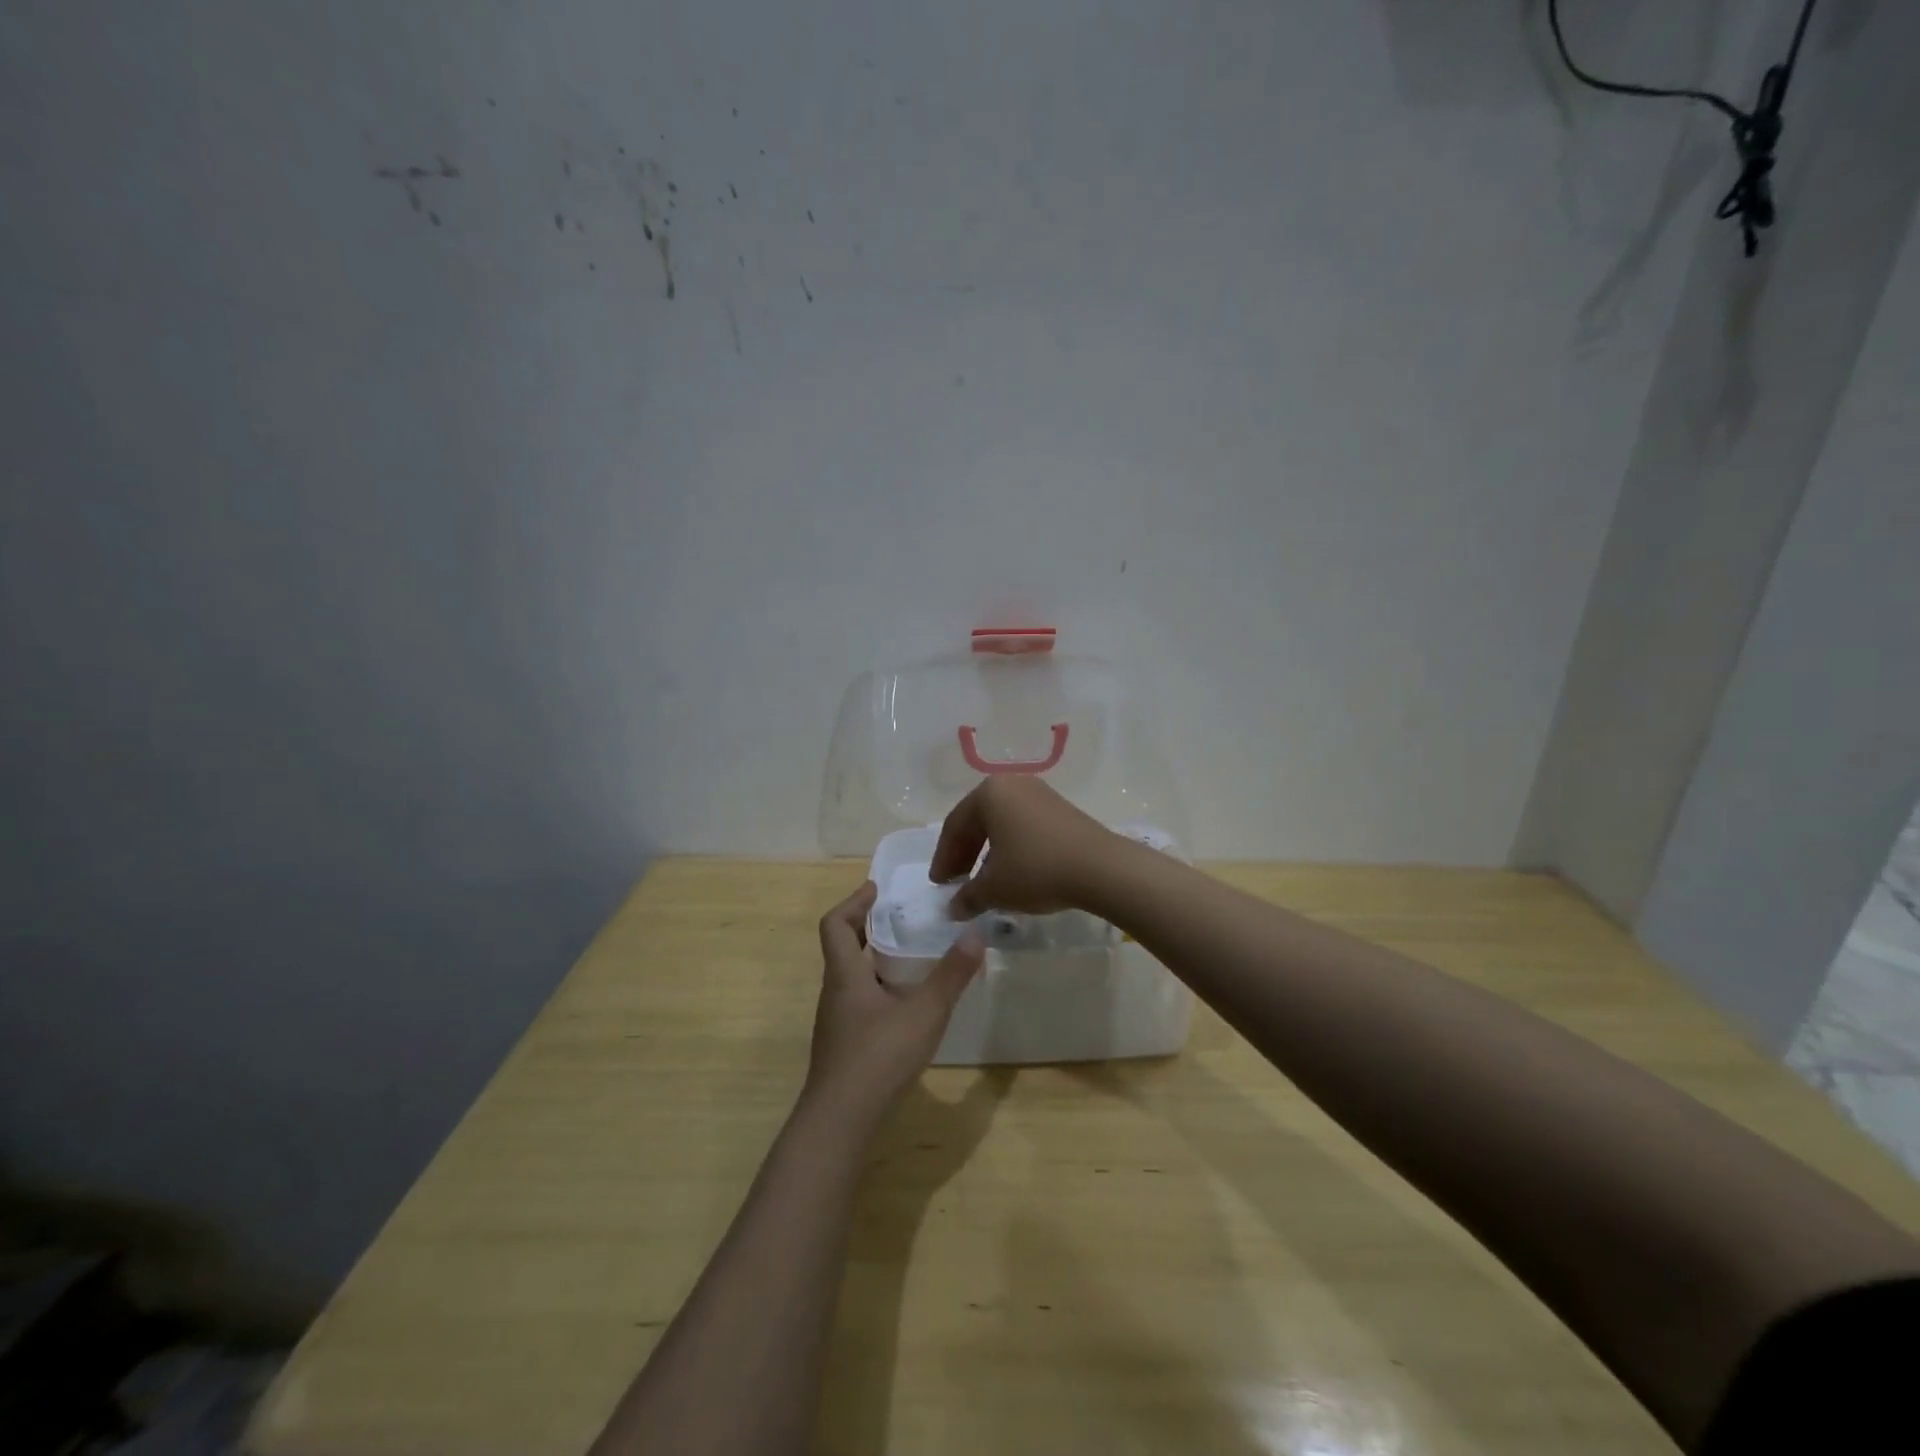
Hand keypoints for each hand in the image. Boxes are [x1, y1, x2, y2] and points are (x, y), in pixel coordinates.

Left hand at [804, 882, 983, 1126]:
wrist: (840, 1121)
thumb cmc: (878, 1056)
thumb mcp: (924, 1012)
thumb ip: (951, 975)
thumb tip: (975, 934)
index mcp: (845, 975)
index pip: (835, 924)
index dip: (854, 902)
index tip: (876, 889)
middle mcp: (835, 993)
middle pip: (843, 948)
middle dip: (869, 928)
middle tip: (902, 919)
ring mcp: (837, 1022)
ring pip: (852, 978)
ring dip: (875, 960)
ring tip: (912, 957)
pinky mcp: (844, 1046)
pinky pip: (860, 1003)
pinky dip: (880, 990)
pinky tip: (906, 1006)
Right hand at [930, 776, 1118, 916]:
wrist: (1101, 868)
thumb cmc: (1036, 869)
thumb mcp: (994, 889)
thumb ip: (967, 897)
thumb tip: (953, 909)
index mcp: (989, 793)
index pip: (954, 826)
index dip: (943, 859)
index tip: (939, 885)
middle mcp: (1012, 784)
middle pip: (978, 821)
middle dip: (964, 854)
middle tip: (956, 883)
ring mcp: (1040, 793)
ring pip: (1002, 824)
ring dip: (988, 852)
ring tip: (984, 881)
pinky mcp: (1061, 809)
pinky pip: (1024, 826)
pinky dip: (1011, 848)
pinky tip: (1014, 872)